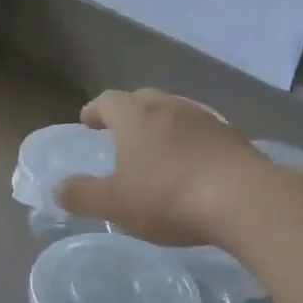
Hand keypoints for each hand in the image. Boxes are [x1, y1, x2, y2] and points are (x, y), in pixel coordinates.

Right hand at [56, 88, 268, 245]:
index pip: (109, 101)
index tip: (88, 121)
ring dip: (163, 124)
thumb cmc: (168, 197)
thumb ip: (83, 195)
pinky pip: (203, 131)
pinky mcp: (233, 137)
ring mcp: (206, 119)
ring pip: (176, 112)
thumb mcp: (116, 204)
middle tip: (121, 130)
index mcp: (136, 117)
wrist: (243, 199)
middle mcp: (169, 107)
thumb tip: (58, 188)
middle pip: (144, 98)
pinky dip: (190, 141)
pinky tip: (193, 163)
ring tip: (157, 147)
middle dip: (129, 111)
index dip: (95, 110)